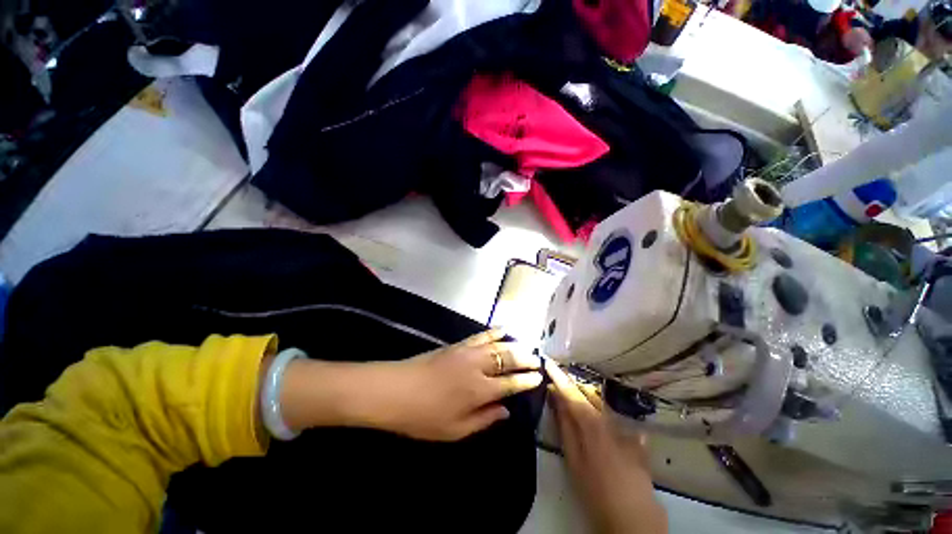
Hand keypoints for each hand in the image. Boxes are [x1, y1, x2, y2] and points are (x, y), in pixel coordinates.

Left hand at [370, 329, 542, 440]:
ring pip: (498, 344)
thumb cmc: (424, 417)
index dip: (527, 381)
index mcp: (479, 391)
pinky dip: (494, 332)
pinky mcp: (458, 344)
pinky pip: (481, 335)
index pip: (511, 384)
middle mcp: (478, 367)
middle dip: (526, 359)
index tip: (539, 377)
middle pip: (508, 359)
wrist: (396, 390)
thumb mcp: (455, 430)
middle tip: (537, 360)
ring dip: (515, 344)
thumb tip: (505, 411)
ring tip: (527, 345)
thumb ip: (484, 419)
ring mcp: (467, 352)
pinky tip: (502, 330)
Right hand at [546, 361, 666, 533]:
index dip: (559, 376)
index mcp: (591, 423)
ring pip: (601, 405)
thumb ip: (565, 425)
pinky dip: (603, 413)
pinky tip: (599, 416)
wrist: (634, 517)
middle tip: (557, 378)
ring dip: (585, 395)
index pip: (571, 393)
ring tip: (573, 392)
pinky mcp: (636, 438)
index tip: (548, 362)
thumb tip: (556, 398)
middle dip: (571, 384)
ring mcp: (625, 428)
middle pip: (587, 395)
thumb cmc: (596, 489)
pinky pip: (615, 419)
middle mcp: (609, 419)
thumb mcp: (573, 459)